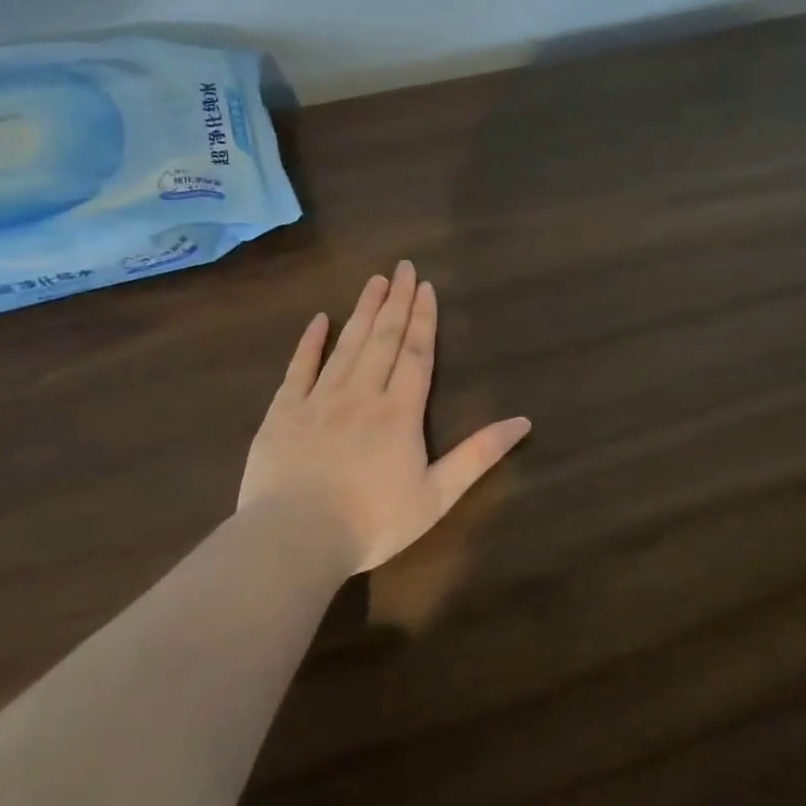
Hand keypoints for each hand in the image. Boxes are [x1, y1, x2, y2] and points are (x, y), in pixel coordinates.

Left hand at [239, 261, 531, 572]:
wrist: (294, 539)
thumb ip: (478, 455)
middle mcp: (362, 394)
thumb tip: (523, 422)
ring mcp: (319, 400)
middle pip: (383, 338)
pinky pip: (299, 368)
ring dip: (363, 311)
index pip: (416, 353)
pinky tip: (319, 320)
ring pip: (346, 345)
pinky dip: (310, 342)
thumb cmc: (373, 522)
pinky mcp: (283, 413)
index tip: (426, 287)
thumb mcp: (438, 495)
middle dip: (396, 301)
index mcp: (400, 412)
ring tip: (374, 281)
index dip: (423, 318)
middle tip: (403, 267)